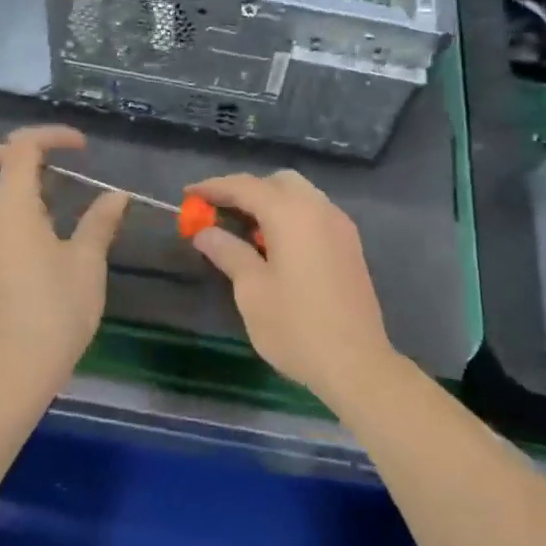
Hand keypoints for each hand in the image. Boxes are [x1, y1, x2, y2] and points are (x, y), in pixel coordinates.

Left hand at [0, 126, 128, 396]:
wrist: (13, 369)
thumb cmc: (55, 310)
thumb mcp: (87, 262)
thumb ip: (100, 222)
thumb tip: (117, 196)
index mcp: (9, 206)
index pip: (20, 148)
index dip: (51, 136)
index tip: (82, 147)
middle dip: (1, 151)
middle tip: (39, 162)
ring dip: (2, 179)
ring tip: (49, 194)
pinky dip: (2, 206)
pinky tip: (40, 227)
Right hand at [188, 170, 397, 405]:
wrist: (357, 364)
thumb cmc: (296, 327)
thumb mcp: (252, 290)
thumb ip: (228, 252)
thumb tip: (205, 232)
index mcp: (291, 213)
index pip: (245, 186)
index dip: (213, 188)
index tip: (188, 194)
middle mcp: (318, 208)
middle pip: (277, 182)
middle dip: (246, 190)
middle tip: (219, 212)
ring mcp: (339, 225)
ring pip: (300, 195)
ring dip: (270, 202)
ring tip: (244, 231)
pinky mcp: (350, 245)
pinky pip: (314, 213)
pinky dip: (291, 216)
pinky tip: (276, 245)